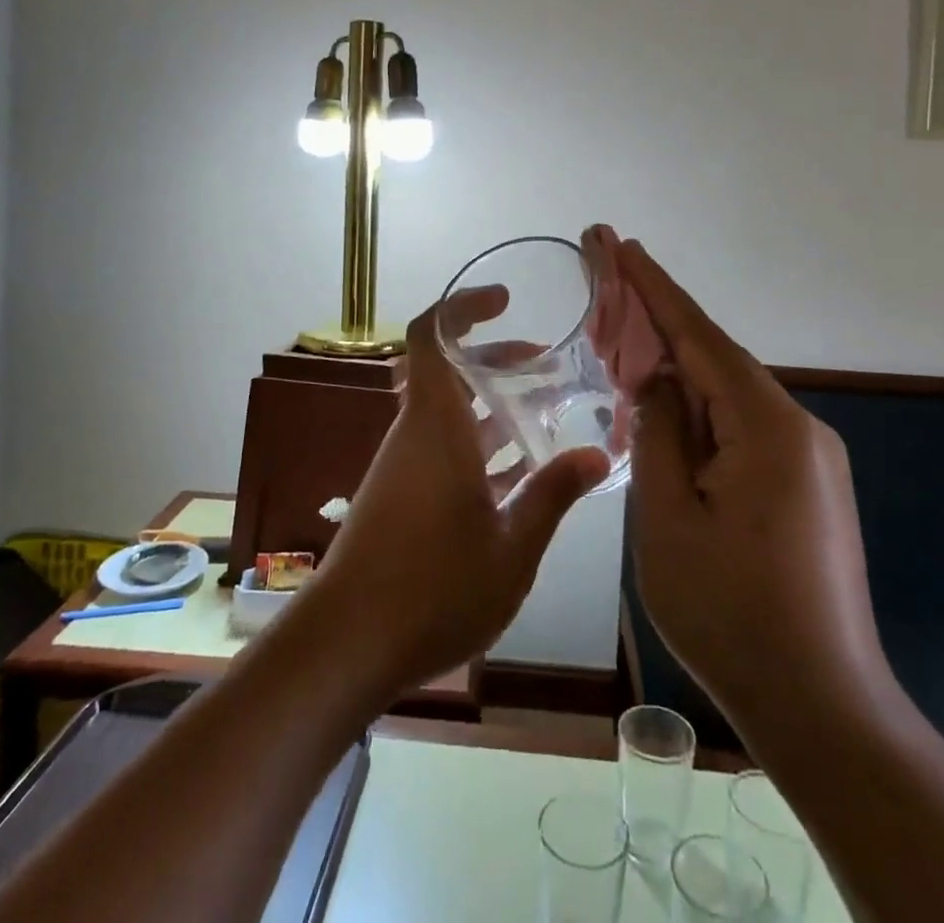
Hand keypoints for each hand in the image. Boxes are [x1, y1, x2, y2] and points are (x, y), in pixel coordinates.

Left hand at [304, 289, 610, 693]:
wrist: (346, 644)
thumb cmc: (433, 588)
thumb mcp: (511, 547)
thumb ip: (553, 495)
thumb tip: (597, 454)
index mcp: (435, 426)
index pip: (432, 337)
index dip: (462, 306)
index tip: (504, 299)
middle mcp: (414, 434)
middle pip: (448, 371)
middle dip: (495, 358)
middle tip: (544, 363)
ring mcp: (402, 465)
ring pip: (448, 412)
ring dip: (491, 405)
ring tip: (543, 414)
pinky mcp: (398, 495)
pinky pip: (441, 447)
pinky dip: (477, 443)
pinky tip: (516, 474)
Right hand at [619, 240, 890, 729]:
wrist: (823, 708)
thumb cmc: (730, 612)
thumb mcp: (667, 517)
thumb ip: (658, 433)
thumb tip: (656, 382)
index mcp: (766, 426)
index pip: (699, 336)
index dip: (654, 288)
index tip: (621, 244)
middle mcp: (797, 428)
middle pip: (715, 360)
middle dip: (659, 325)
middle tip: (608, 289)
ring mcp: (808, 458)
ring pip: (727, 396)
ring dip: (676, 373)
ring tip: (624, 352)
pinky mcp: (807, 486)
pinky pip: (742, 428)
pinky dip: (699, 412)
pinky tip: (667, 414)